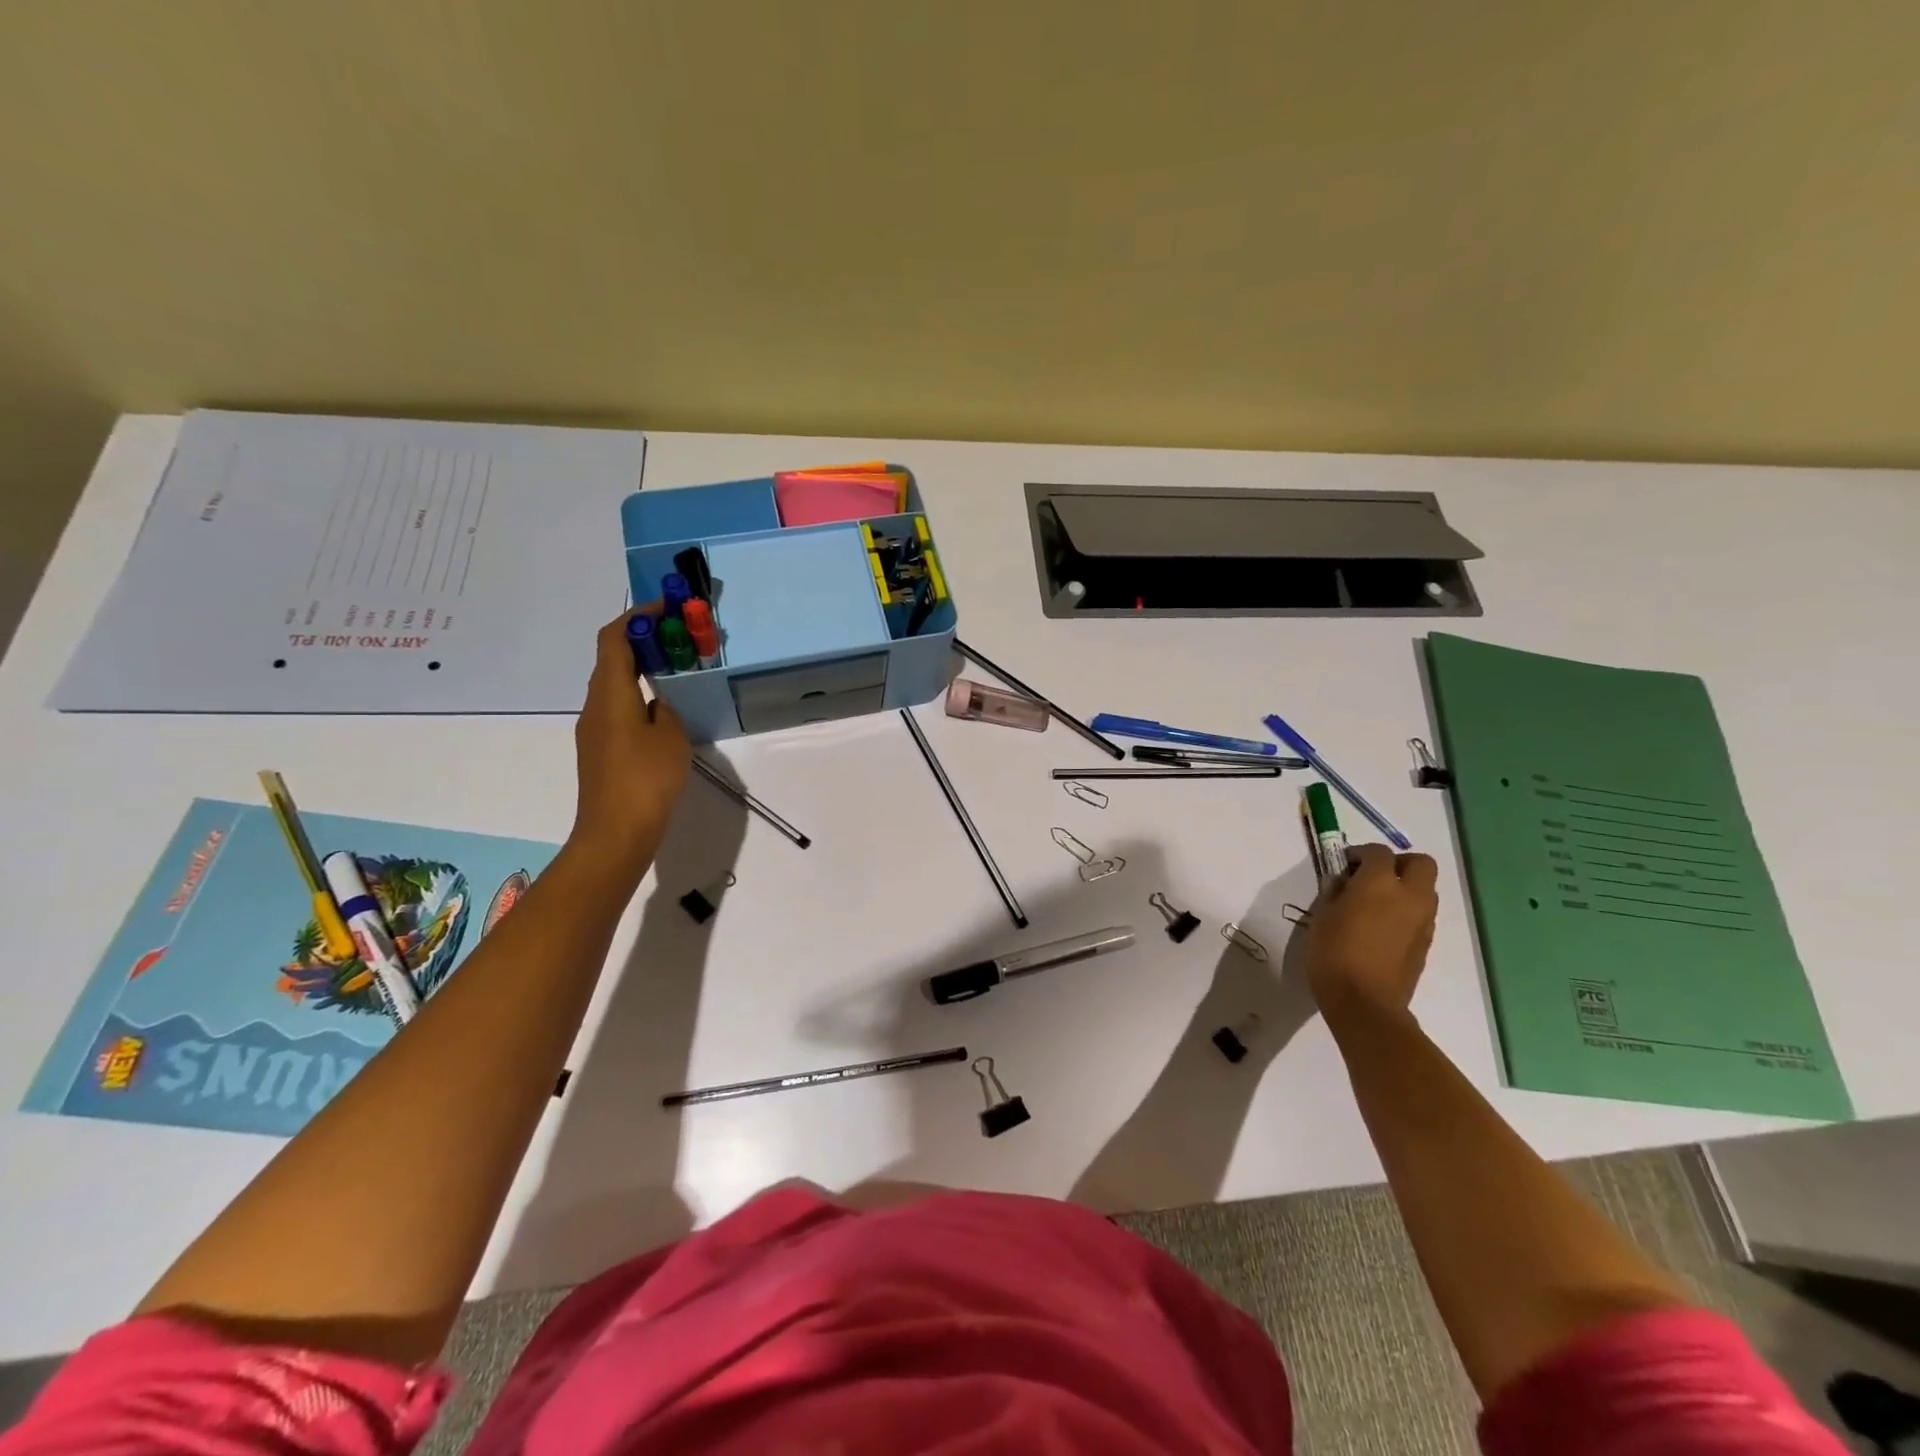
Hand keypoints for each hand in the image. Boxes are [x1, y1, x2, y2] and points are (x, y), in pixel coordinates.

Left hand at [568, 610, 690, 878]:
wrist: (615, 833)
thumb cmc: (646, 779)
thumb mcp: (671, 736)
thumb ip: (666, 708)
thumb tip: (658, 700)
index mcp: (610, 694)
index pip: (614, 638)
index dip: (637, 616)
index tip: (666, 607)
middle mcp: (595, 705)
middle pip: (612, 658)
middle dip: (643, 640)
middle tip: (679, 638)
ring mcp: (594, 730)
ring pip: (616, 685)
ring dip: (642, 669)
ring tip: (677, 670)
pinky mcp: (601, 751)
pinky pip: (618, 708)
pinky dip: (640, 695)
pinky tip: (665, 711)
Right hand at [1297, 844, 1438, 1028]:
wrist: (1364, 1003)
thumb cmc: (1334, 953)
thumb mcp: (1321, 916)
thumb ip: (1334, 892)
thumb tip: (1341, 882)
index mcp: (1380, 883)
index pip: (1378, 852)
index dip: (1360, 853)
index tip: (1343, 865)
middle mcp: (1409, 896)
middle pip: (1420, 863)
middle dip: (1398, 863)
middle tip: (1371, 877)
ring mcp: (1423, 922)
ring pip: (1425, 890)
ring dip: (1405, 888)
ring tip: (1375, 904)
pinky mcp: (1426, 944)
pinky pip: (1422, 915)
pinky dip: (1406, 912)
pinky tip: (1382, 928)